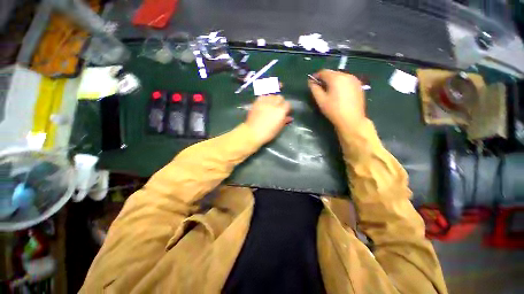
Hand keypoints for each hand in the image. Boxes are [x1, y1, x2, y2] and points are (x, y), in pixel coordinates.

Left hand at [246, 95, 291, 144]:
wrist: (252, 132)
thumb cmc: (268, 133)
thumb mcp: (279, 128)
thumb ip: (285, 121)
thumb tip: (289, 117)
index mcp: (281, 111)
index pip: (287, 104)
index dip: (287, 108)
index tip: (286, 111)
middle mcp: (274, 104)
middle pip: (280, 97)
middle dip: (280, 102)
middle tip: (278, 108)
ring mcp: (265, 102)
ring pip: (272, 95)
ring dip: (273, 99)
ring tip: (271, 105)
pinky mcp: (257, 102)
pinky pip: (263, 96)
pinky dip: (265, 99)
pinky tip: (264, 104)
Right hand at [308, 70, 365, 128]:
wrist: (351, 120)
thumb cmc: (333, 110)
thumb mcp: (321, 100)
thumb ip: (314, 89)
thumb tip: (310, 82)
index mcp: (336, 78)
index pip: (324, 72)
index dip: (316, 76)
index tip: (312, 82)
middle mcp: (347, 75)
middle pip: (333, 73)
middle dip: (325, 78)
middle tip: (320, 87)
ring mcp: (355, 80)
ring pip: (340, 76)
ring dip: (333, 81)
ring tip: (329, 91)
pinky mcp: (359, 85)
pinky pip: (347, 81)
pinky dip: (341, 84)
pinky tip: (339, 93)